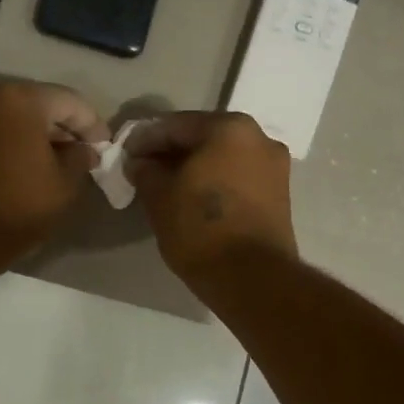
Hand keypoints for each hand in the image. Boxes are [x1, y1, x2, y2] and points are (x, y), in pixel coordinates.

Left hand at [0, 79, 106, 259]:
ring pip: (16, 119)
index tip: (105, 149)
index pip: (70, 102)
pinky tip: (29, 168)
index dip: (93, 126)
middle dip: (65, 128)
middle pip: (40, 105)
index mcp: (22, 100)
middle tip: (85, 155)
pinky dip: (16, 144)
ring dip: (39, 136)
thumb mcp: (65, 185)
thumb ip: (81, 158)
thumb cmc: (18, 207)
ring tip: (59, 163)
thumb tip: (85, 150)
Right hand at [125, 111, 297, 284]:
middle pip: (203, 139)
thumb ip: (145, 171)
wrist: (252, 278)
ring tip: (166, 187)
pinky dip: (214, 183)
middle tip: (144, 170)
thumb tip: (140, 163)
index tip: (124, 155)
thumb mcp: (159, 197)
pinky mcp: (279, 195)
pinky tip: (193, 199)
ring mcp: (274, 167)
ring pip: (222, 159)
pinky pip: (237, 178)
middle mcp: (259, 138)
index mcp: (229, 128)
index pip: (175, 125)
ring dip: (194, 168)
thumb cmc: (200, 228)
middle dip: (171, 153)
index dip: (144, 140)